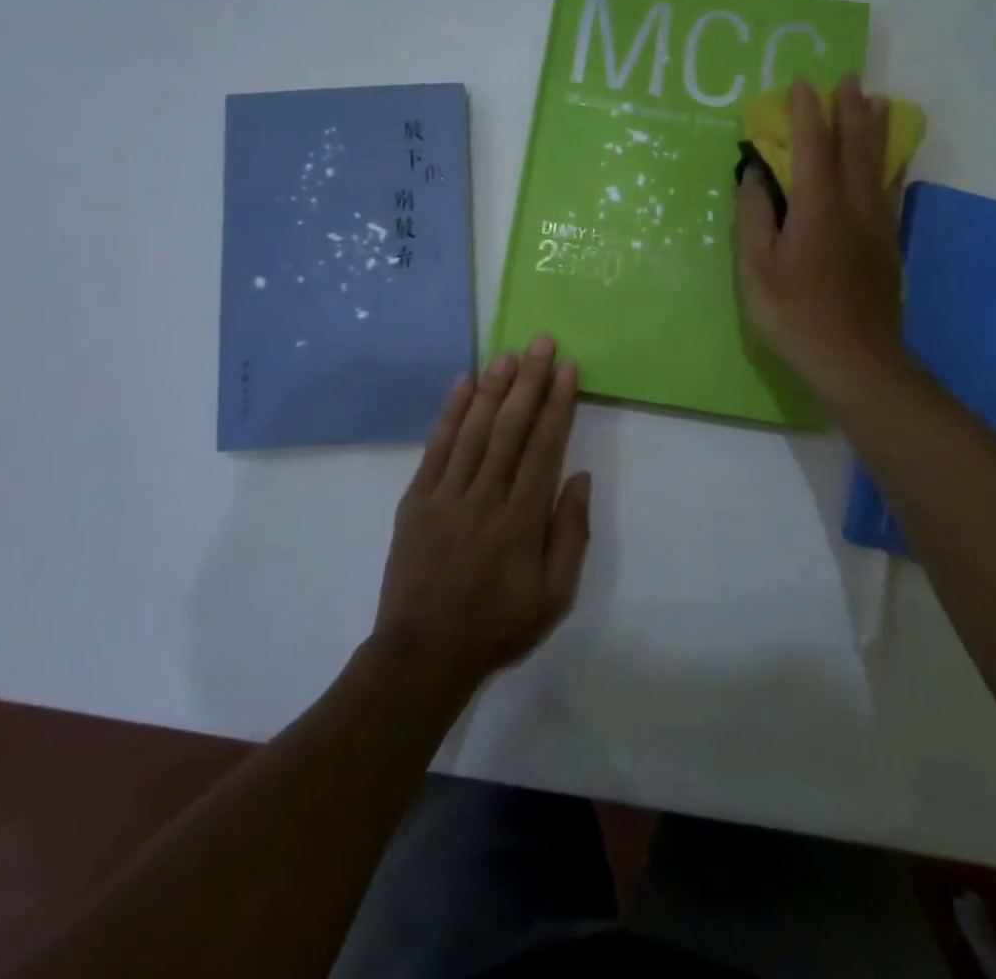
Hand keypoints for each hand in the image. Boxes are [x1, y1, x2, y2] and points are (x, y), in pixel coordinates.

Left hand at [372, 335, 591, 695]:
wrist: (423, 653)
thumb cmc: (498, 625)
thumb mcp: (555, 596)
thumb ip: (570, 534)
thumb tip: (578, 477)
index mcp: (521, 519)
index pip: (543, 447)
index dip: (557, 404)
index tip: (567, 369)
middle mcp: (485, 497)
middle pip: (510, 428)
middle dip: (528, 381)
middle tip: (541, 342)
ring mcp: (446, 495)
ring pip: (474, 430)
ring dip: (493, 388)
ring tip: (508, 353)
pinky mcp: (417, 499)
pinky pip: (436, 447)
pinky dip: (450, 413)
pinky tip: (463, 384)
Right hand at [737, 76, 908, 404]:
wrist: (855, 359)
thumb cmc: (795, 315)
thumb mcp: (758, 268)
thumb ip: (755, 215)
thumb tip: (755, 173)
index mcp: (817, 207)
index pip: (812, 145)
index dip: (806, 112)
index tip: (800, 84)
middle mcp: (853, 204)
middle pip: (854, 144)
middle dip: (850, 107)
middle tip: (847, 78)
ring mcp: (877, 223)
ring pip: (880, 162)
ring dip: (876, 127)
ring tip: (877, 100)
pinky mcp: (889, 242)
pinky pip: (892, 188)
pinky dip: (892, 162)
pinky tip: (892, 158)